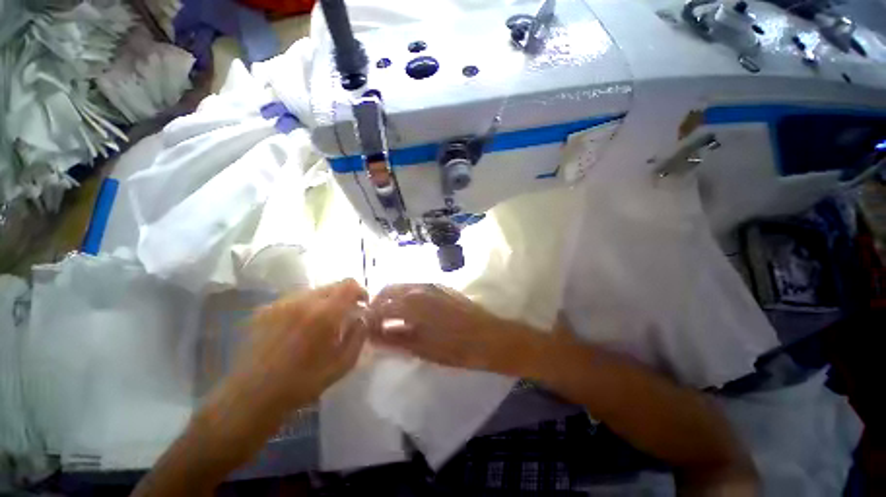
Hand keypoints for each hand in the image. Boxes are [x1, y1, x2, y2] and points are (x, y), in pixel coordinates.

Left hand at [224, 279, 369, 415]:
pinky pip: (294, 300)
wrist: (251, 397)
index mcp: (324, 314)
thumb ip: (359, 336)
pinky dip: (304, 307)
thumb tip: (363, 318)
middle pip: (332, 285)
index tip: (362, 305)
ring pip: (313, 291)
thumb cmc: (302, 384)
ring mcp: (280, 303)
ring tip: (319, 324)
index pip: (349, 284)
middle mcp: (302, 301)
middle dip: (343, 297)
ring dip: (324, 302)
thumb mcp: (342, 364)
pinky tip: (298, 329)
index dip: (360, 291)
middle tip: (343, 316)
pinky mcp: (265, 310)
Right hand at [368, 284, 540, 375]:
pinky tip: (408, 313)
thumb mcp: (423, 349)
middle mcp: (420, 287)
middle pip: (389, 290)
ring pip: (402, 287)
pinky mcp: (441, 287)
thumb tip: (372, 335)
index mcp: (413, 302)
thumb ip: (395, 339)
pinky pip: (415, 288)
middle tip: (374, 324)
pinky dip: (405, 297)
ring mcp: (432, 285)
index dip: (369, 318)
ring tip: (389, 320)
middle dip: (377, 304)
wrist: (492, 337)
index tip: (365, 330)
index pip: (380, 305)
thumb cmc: (458, 348)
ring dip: (391, 300)